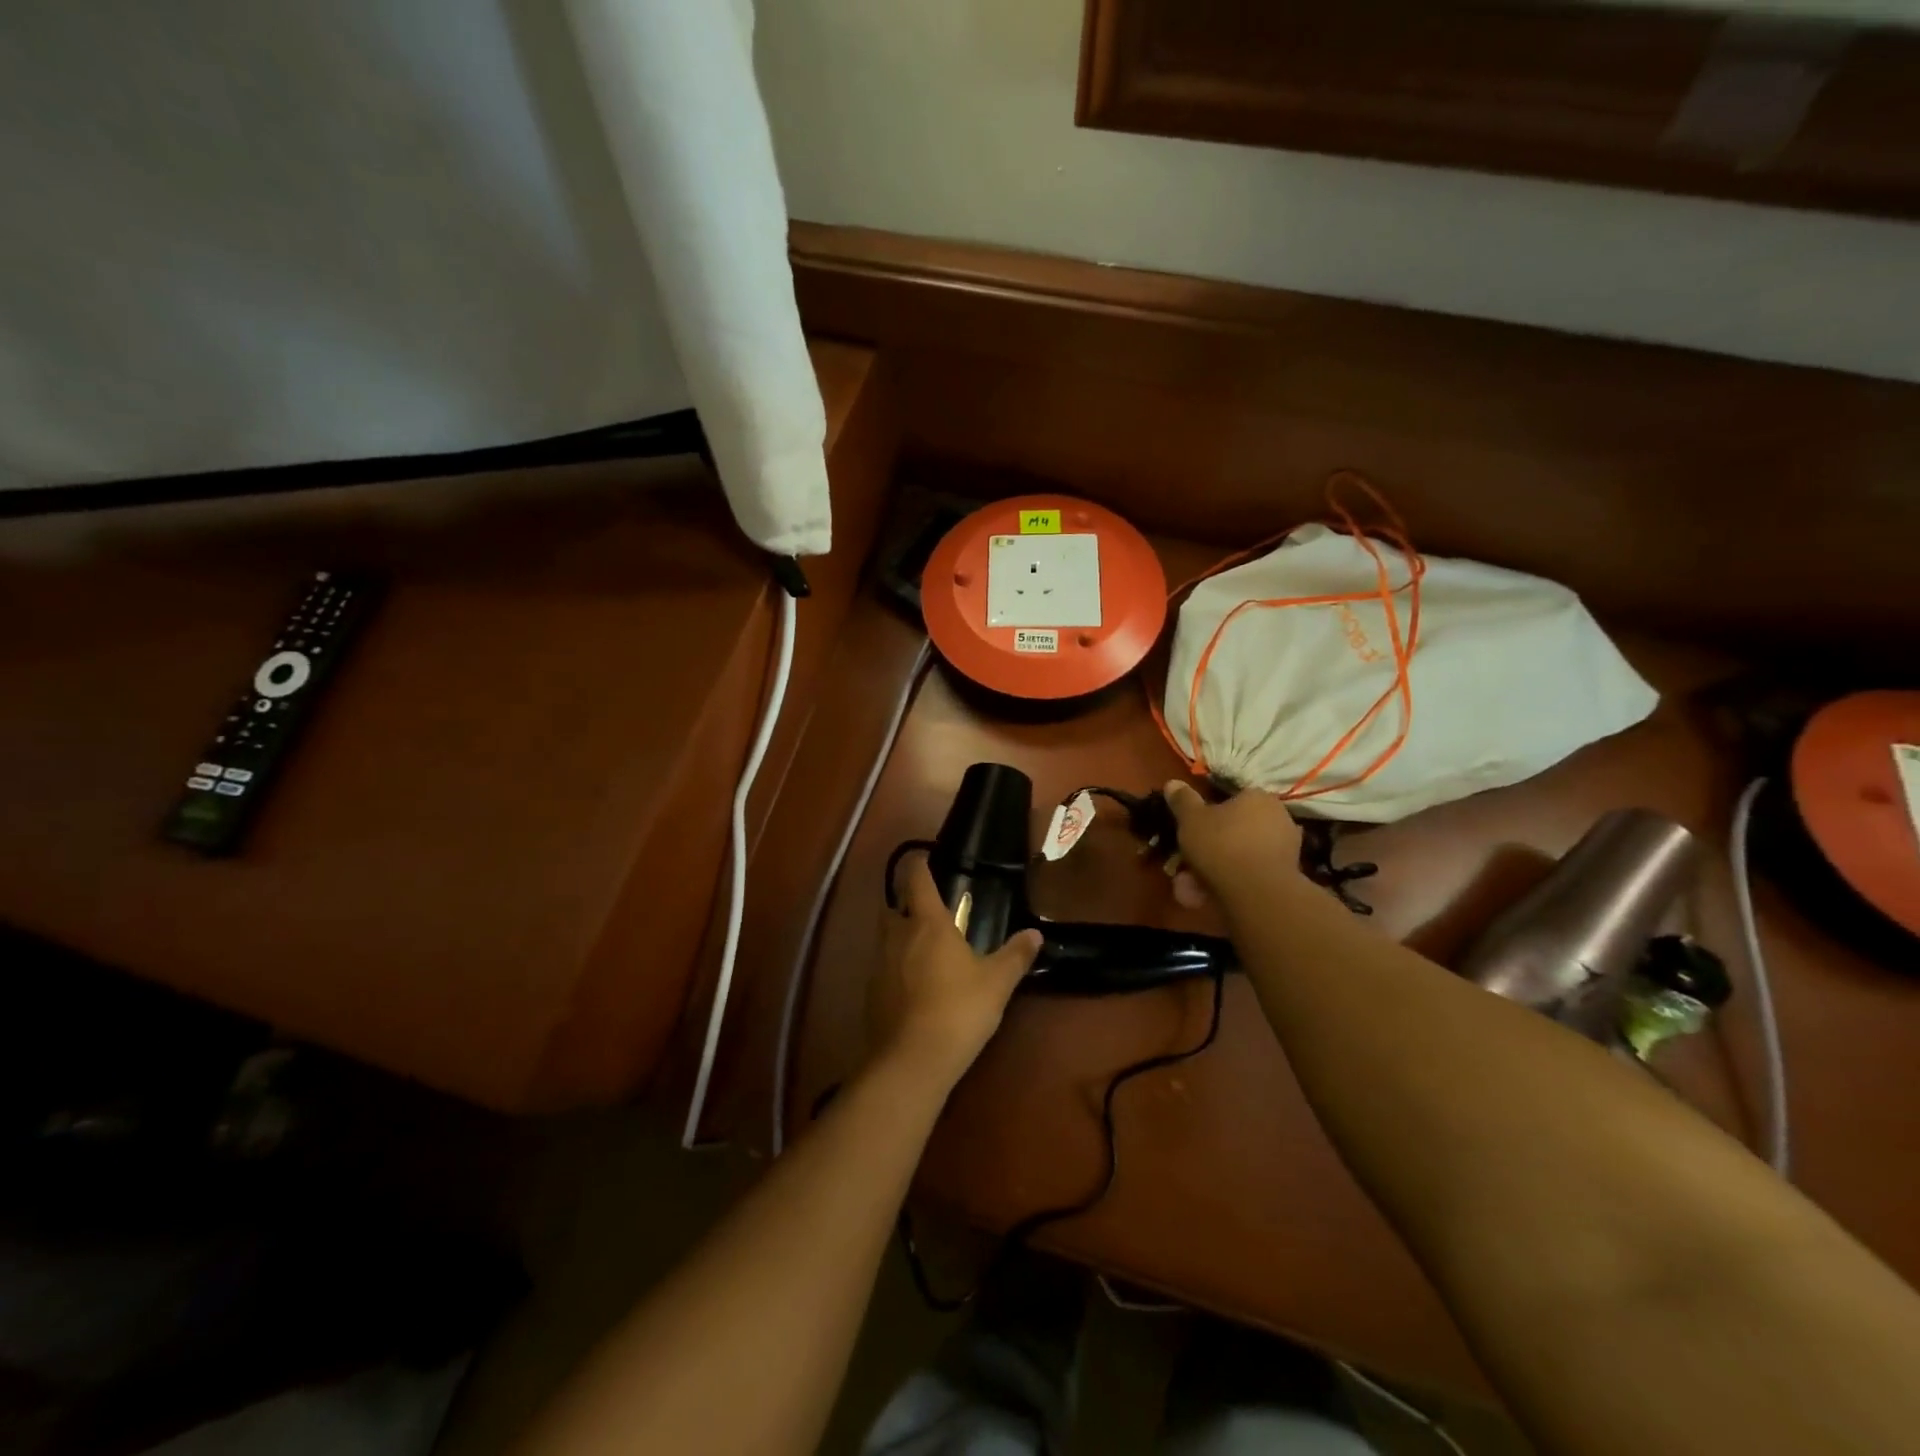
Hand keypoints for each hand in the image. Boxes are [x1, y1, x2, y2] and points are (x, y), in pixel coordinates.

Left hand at [871, 859, 1043, 1087]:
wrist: (912, 1061)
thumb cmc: (958, 1009)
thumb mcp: (997, 982)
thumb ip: (1016, 955)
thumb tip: (1036, 933)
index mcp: (927, 923)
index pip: (916, 879)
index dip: (919, 866)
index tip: (925, 860)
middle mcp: (897, 935)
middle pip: (894, 906)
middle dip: (907, 904)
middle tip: (930, 913)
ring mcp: (878, 965)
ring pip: (886, 938)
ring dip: (900, 937)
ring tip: (923, 951)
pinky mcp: (870, 994)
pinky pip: (882, 968)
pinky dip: (895, 969)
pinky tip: (913, 987)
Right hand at [1163, 780, 1305, 911]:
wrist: (1258, 892)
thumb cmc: (1222, 845)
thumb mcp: (1191, 819)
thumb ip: (1182, 800)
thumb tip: (1173, 783)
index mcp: (1258, 797)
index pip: (1232, 799)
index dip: (1209, 814)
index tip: (1193, 830)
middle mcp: (1278, 818)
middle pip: (1236, 829)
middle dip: (1210, 847)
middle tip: (1187, 863)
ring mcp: (1286, 849)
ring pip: (1241, 855)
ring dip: (1216, 869)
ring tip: (1191, 888)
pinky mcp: (1287, 877)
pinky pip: (1250, 874)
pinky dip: (1230, 883)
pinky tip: (1208, 897)